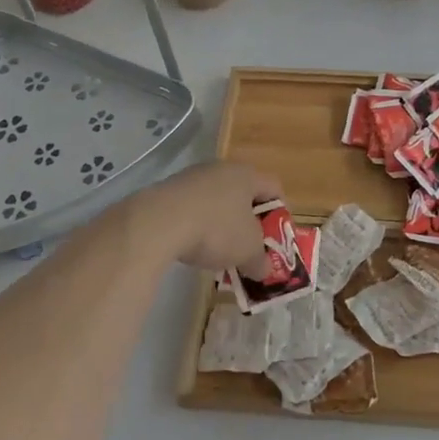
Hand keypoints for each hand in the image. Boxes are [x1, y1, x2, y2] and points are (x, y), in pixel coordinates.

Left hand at [139, 161, 282, 276]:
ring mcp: (192, 177)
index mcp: (247, 174)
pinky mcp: (168, 190)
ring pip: (217, 200)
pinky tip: (192, 245)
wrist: (158, 223)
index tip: (277, 237)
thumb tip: (264, 271)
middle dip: (249, 221)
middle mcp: (221, 168)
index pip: (274, 187)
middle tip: (250, 246)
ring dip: (222, 223)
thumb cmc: (216, 229)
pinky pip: (193, 207)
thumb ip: (261, 261)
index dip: (280, 213)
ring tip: (219, 251)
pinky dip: (198, 225)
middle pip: (244, 193)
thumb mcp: (248, 251)